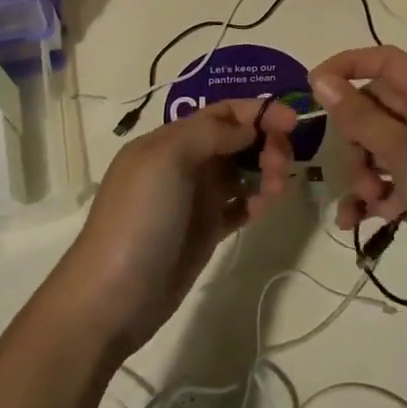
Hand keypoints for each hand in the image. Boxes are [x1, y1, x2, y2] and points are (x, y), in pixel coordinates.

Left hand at [53, 98, 299, 358]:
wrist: (113, 296)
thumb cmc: (139, 218)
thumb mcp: (166, 160)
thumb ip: (209, 134)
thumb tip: (247, 127)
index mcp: (169, 140)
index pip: (220, 113)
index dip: (257, 111)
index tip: (293, 122)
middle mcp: (183, 164)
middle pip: (235, 140)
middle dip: (265, 142)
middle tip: (280, 166)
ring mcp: (194, 199)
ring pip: (240, 171)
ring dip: (265, 171)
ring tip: (276, 190)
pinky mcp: (205, 231)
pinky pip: (238, 206)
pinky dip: (257, 201)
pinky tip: (267, 206)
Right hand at [309, 46, 406, 316]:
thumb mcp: (404, 152)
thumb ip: (359, 117)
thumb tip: (320, 80)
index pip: (385, 61)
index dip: (349, 65)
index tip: (313, 87)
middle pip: (374, 109)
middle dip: (353, 137)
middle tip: (357, 164)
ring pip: (375, 150)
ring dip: (361, 173)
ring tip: (370, 200)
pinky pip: (386, 185)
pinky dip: (369, 200)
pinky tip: (354, 222)